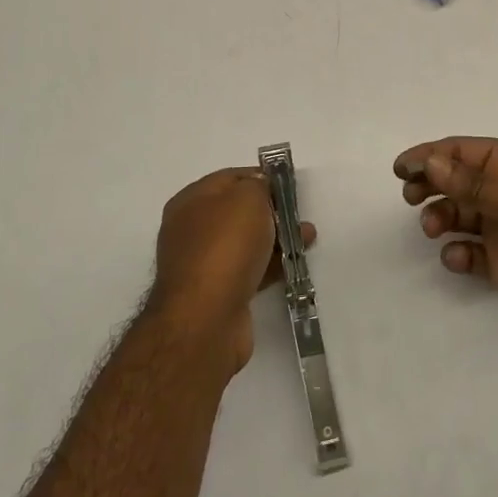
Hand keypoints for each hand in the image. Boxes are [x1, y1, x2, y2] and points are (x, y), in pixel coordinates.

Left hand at [151, 168, 314, 373]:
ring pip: (246, 241)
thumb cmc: (225, 247)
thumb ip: (257, 185)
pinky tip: (294, 264)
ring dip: (277, 238)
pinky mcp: (217, 292)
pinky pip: (249, 269)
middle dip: (272, 210)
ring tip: (307, 239)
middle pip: (238, 211)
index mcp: (190, 201)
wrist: (206, 320)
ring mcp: (203, 264)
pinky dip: (271, 264)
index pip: (230, 178)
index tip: (288, 185)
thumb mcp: (246, 198)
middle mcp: (191, 230)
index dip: (260, 177)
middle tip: (299, 214)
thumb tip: (260, 188)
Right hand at [395, 137, 497, 333]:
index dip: (430, 156)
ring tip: (435, 228)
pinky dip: (457, 255)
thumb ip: (476, 185)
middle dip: (430, 186)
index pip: (463, 152)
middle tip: (411, 197)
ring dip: (440, 219)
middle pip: (455, 183)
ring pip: (458, 217)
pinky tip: (459, 258)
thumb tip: (430, 162)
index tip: (401, 169)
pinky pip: (470, 254)